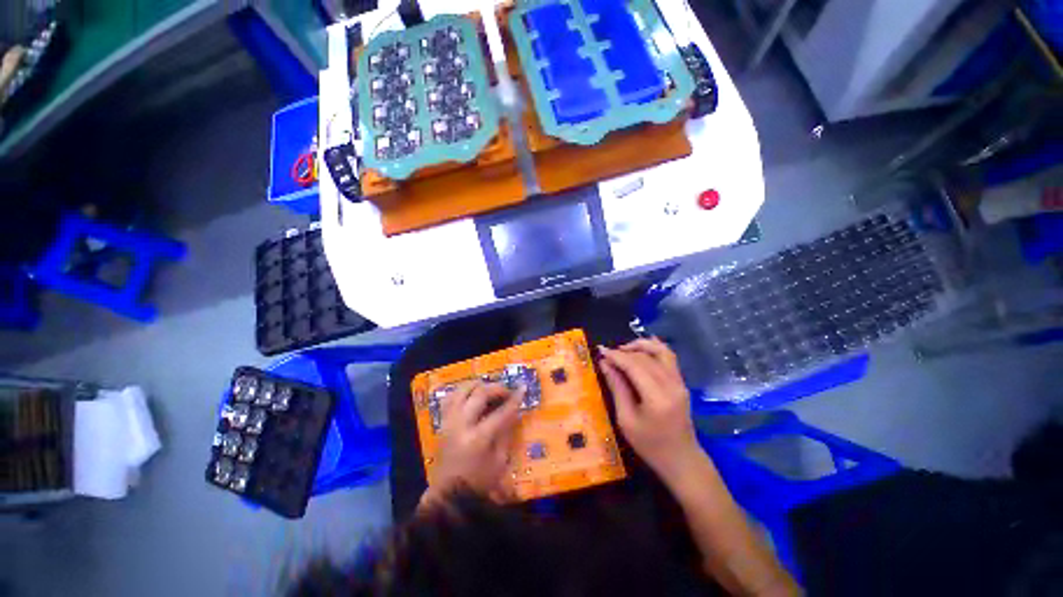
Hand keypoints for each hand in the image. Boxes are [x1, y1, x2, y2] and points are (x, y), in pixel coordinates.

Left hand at [420, 382, 523, 509]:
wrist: (448, 497)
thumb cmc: (478, 482)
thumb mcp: (499, 461)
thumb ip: (505, 433)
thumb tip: (512, 412)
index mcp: (478, 438)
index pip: (500, 412)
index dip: (514, 399)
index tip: (523, 388)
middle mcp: (461, 425)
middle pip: (479, 394)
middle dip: (496, 388)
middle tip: (507, 391)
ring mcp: (449, 422)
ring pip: (462, 390)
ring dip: (478, 385)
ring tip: (489, 390)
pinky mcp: (442, 423)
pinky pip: (451, 398)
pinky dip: (463, 392)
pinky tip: (472, 395)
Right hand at [598, 338, 702, 485]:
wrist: (682, 460)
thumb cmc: (650, 446)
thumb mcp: (626, 420)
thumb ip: (617, 387)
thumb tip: (605, 363)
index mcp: (657, 397)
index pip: (634, 365)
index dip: (616, 356)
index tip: (600, 351)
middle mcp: (672, 385)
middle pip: (646, 357)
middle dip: (624, 351)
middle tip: (607, 354)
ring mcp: (680, 382)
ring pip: (660, 351)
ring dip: (641, 346)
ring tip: (623, 349)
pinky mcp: (681, 383)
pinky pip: (669, 357)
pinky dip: (655, 348)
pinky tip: (642, 347)